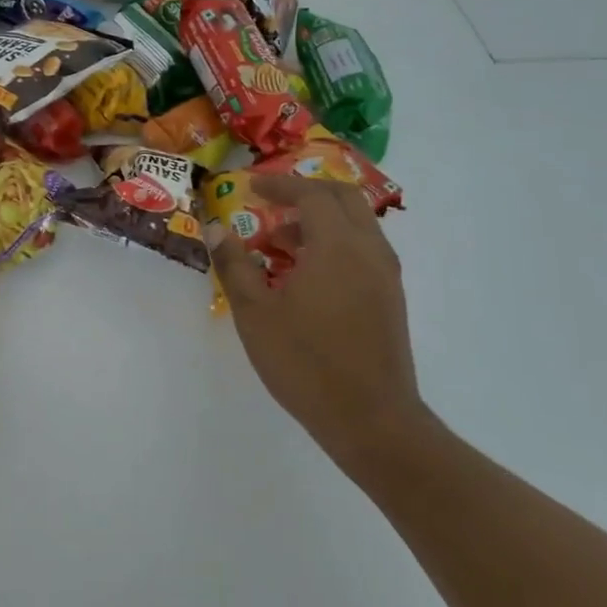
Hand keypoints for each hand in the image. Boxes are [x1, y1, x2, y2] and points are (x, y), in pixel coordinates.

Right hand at [211, 174, 429, 476]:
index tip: (251, 187)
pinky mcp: (390, 297)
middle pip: (344, 198)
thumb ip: (235, 265)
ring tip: (281, 243)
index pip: (312, 194)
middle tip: (271, 204)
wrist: (371, 420)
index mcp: (337, 247)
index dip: (280, 185)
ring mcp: (385, 274)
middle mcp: (369, 250)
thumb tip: (216, 229)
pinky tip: (307, 274)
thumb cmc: (305, 363)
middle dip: (306, 192)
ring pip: (357, 224)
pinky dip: (335, 242)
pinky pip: (363, 248)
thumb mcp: (255, 314)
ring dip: (321, 219)